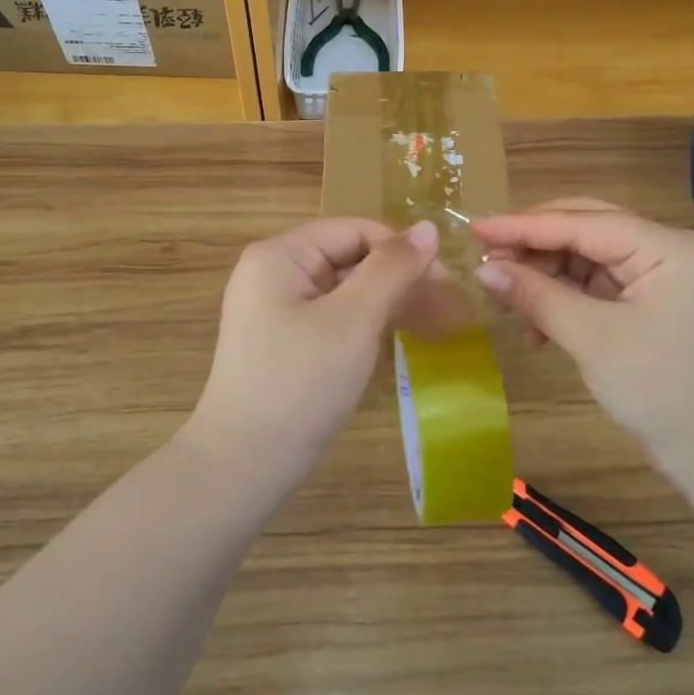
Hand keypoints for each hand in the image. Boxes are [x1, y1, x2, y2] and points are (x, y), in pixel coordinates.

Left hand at [184, 217, 444, 488]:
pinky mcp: (286, 343)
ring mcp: (277, 310)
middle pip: (351, 259)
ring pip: (347, 292)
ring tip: (438, 327)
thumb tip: (429, 228)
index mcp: (280, 256)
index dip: (402, 251)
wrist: (243, 466)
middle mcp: (275, 274)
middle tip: (450, 312)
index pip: (355, 231)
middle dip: (401, 281)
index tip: (446, 284)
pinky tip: (400, 341)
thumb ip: (392, 269)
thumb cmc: (300, 383)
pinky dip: (368, 327)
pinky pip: (335, 319)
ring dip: (391, 305)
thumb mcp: (353, 320)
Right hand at [471, 200, 693, 462]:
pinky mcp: (646, 302)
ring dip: (543, 278)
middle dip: (533, 247)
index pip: (582, 221)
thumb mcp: (593, 339)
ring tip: (503, 300)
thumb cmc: (662, 389)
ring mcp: (656, 276)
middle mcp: (663, 250)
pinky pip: (593, 286)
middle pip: (584, 230)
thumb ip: (537, 296)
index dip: (524, 225)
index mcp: (665, 247)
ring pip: (583, 258)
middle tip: (485, 259)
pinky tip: (535, 330)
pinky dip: (561, 301)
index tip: (474, 226)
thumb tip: (483, 269)